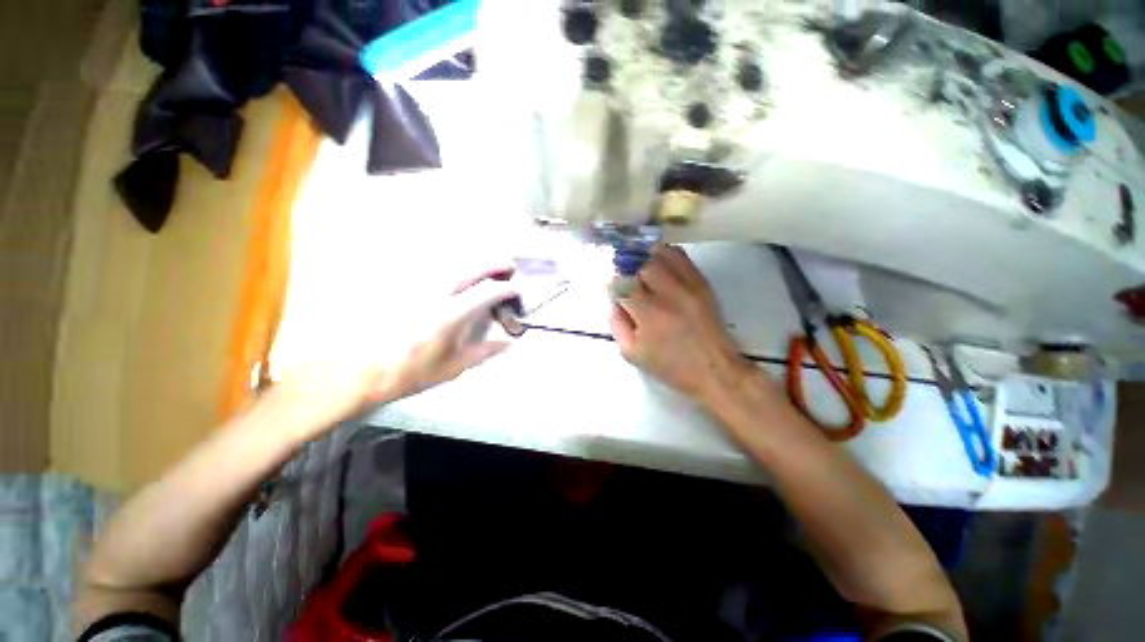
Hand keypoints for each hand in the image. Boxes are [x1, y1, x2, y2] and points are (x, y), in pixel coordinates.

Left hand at [276, 265, 518, 434]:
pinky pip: (432, 265)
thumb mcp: (451, 368)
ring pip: (452, 260)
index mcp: (450, 314)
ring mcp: (415, 283)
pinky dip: (451, 265)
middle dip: (496, 262)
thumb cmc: (406, 373)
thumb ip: (484, 352)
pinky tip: (455, 274)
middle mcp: (435, 291)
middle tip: (510, 266)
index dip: (508, 288)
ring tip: (487, 267)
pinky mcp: (399, 281)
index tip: (518, 289)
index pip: (488, 291)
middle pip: (472, 266)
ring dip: (475, 260)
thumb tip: (509, 343)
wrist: (353, 370)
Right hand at [609, 246, 754, 402]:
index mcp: (648, 314)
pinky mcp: (701, 282)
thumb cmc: (669, 366)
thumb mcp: (631, 353)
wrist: (713, 369)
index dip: (612, 284)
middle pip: (639, 263)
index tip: (613, 290)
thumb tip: (614, 300)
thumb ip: (616, 323)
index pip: (621, 283)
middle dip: (627, 269)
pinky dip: (665, 254)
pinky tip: (659, 264)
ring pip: (659, 254)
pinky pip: (680, 256)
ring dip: (645, 258)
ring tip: (641, 268)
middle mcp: (668, 293)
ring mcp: (687, 285)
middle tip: (626, 278)